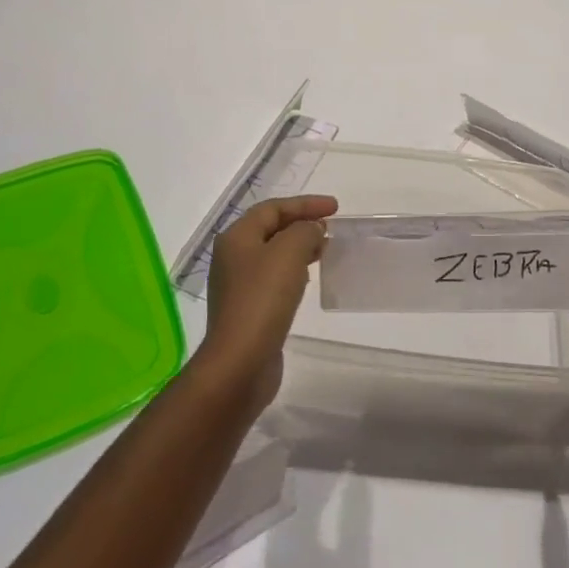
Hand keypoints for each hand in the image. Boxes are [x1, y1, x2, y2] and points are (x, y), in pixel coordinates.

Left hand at [193, 195, 337, 418]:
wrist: (240, 363)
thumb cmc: (262, 300)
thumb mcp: (288, 253)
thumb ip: (304, 231)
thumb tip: (312, 230)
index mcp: (237, 238)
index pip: (273, 208)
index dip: (305, 204)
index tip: (335, 208)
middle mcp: (233, 257)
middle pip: (271, 229)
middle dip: (302, 224)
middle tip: (330, 228)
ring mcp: (239, 286)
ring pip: (274, 255)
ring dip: (299, 248)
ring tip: (325, 250)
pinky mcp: (248, 310)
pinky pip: (274, 279)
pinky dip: (294, 271)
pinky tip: (308, 279)